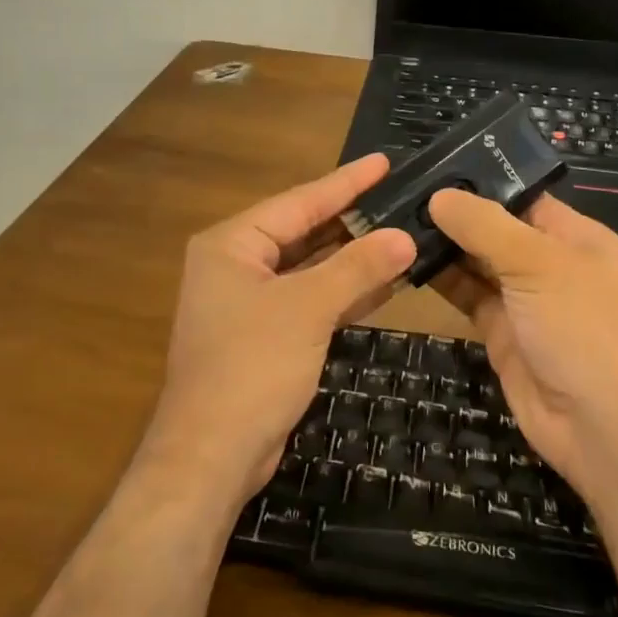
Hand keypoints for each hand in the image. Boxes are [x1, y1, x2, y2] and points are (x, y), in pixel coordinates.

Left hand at [144, 155, 415, 504]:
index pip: (299, 201)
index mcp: (232, 245)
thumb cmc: (251, 367)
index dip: (346, 182)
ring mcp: (250, 303)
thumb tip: (405, 236)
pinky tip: (386, 282)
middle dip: (353, 220)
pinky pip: (311, 300)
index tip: (384, 162)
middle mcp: (237, 266)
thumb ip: (357, 267)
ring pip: (310, 268)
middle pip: (304, 232)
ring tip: (404, 234)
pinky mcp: (266, 336)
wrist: (212, 455)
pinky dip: (344, 292)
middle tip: (402, 197)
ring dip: (354, 258)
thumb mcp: (307, 309)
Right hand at [428, 189, 617, 497]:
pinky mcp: (500, 331)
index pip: (522, 196)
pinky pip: (466, 295)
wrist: (599, 425)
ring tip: (393, 219)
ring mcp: (523, 299)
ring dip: (443, 245)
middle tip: (399, 192)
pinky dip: (440, 279)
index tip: (432, 166)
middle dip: (454, 213)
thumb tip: (438, 196)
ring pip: (476, 262)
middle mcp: (549, 263)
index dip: (481, 181)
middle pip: (495, 228)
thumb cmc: (581, 327)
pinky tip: (406, 260)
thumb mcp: (537, 264)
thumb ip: (485, 227)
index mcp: (574, 236)